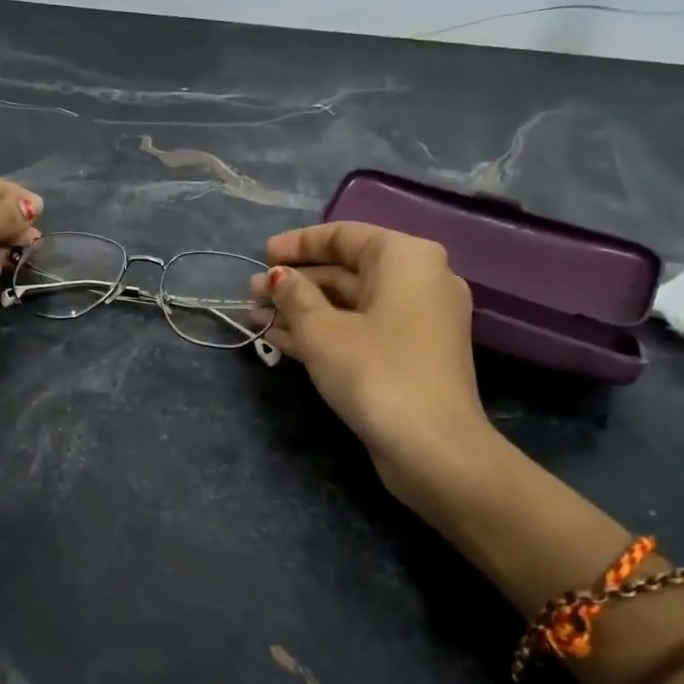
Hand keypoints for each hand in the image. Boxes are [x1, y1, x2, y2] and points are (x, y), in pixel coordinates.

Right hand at [258, 221, 492, 492]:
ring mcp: (416, 321)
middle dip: (294, 282)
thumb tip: (277, 277)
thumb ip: (294, 296)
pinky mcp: (408, 355)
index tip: (262, 255)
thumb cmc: (375, 372)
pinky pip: (359, 329)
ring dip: (301, 309)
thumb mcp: (322, 331)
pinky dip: (322, 332)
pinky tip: (278, 338)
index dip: (298, 244)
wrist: (433, 448)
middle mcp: (418, 281)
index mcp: (406, 258)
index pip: (344, 235)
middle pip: (346, 270)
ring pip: (349, 304)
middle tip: (250, 293)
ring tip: (254, 316)